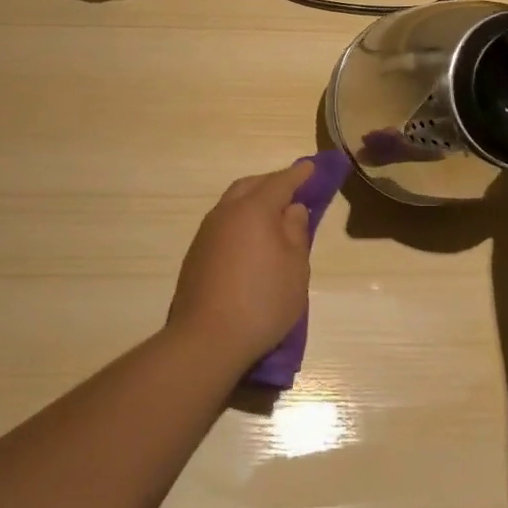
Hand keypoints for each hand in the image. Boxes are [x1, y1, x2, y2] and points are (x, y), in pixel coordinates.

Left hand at [167, 161, 314, 369]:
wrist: (206, 339)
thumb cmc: (262, 301)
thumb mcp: (295, 268)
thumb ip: (296, 232)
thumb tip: (292, 210)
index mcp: (253, 209)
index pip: (280, 182)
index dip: (299, 174)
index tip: (311, 167)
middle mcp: (226, 213)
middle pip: (251, 186)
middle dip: (272, 183)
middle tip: (293, 190)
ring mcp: (206, 233)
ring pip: (232, 203)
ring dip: (253, 202)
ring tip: (272, 216)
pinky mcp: (196, 255)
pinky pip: (223, 224)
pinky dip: (240, 222)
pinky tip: (249, 241)